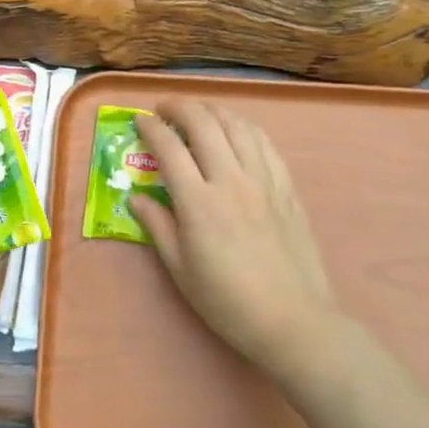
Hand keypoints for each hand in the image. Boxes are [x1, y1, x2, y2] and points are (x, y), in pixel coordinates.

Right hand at [134, 99, 343, 381]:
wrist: (292, 319)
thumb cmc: (227, 301)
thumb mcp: (180, 269)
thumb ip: (157, 226)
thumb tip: (136, 197)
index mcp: (199, 203)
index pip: (169, 148)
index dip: (151, 128)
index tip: (139, 120)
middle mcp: (231, 181)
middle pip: (204, 124)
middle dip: (180, 107)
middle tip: (165, 109)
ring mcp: (263, 181)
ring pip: (237, 126)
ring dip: (213, 110)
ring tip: (198, 113)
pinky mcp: (286, 187)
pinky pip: (264, 143)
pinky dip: (244, 127)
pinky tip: (236, 131)